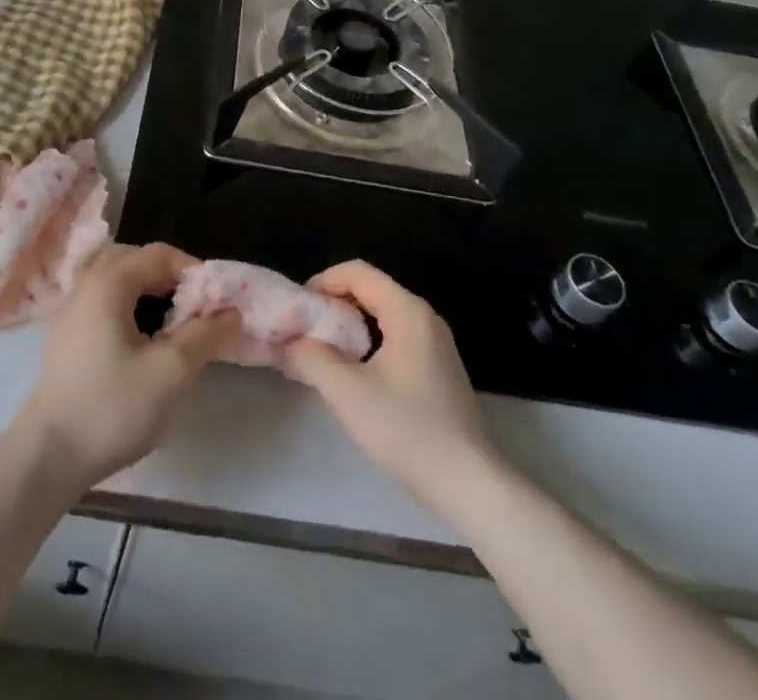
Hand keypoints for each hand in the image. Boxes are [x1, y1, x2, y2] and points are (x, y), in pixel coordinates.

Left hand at [14, 243, 236, 491]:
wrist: (48, 456)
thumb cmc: (111, 407)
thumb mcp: (169, 372)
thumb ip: (204, 336)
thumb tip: (231, 312)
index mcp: (109, 282)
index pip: (160, 254)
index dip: (194, 271)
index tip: (216, 302)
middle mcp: (87, 284)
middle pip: (136, 260)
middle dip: (170, 278)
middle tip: (194, 310)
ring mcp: (71, 309)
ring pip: (117, 280)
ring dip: (148, 292)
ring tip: (172, 325)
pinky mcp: (66, 335)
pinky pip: (103, 301)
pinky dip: (129, 307)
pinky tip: (141, 341)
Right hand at [284, 261, 494, 506]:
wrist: (469, 484)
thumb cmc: (407, 429)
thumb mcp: (347, 392)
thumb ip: (310, 357)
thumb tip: (288, 341)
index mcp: (407, 310)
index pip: (357, 272)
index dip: (322, 282)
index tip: (299, 310)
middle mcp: (424, 316)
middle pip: (371, 289)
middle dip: (334, 304)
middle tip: (306, 331)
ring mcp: (436, 342)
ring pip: (383, 314)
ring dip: (350, 324)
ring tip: (324, 352)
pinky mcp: (439, 368)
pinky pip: (396, 336)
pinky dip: (370, 341)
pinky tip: (356, 374)